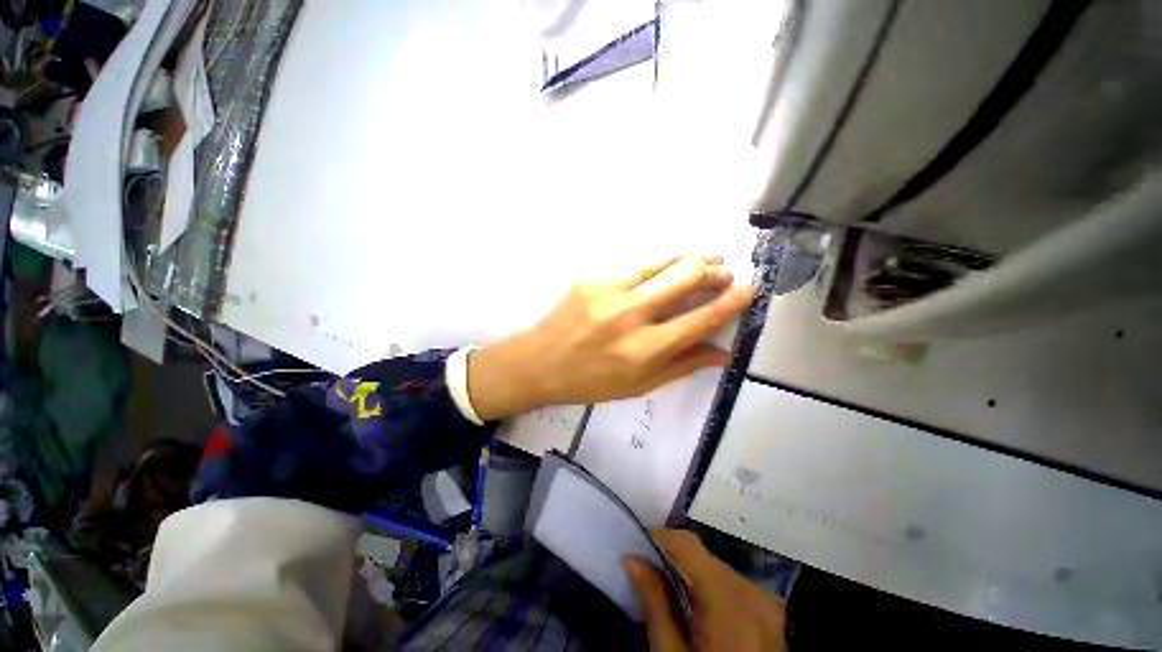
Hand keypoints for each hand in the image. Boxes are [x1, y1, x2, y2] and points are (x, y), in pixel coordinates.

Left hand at [467, 256, 753, 419]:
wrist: (539, 362)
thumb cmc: (590, 381)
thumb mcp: (639, 385)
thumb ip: (682, 365)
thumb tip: (723, 352)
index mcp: (644, 349)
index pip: (700, 318)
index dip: (731, 301)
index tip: (749, 289)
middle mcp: (630, 315)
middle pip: (685, 276)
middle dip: (714, 270)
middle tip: (725, 272)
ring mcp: (607, 290)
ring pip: (662, 260)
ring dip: (690, 257)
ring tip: (707, 258)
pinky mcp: (591, 277)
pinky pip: (635, 265)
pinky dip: (658, 265)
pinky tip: (665, 268)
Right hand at [625, 529, 786, 650]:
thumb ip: (654, 603)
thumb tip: (632, 559)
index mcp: (730, 600)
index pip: (689, 545)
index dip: (659, 538)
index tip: (635, 546)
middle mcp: (752, 591)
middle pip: (703, 557)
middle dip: (674, 559)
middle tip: (646, 570)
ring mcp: (766, 602)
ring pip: (717, 568)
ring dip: (691, 573)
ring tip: (668, 590)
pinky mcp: (770, 614)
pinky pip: (733, 584)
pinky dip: (711, 587)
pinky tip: (696, 607)